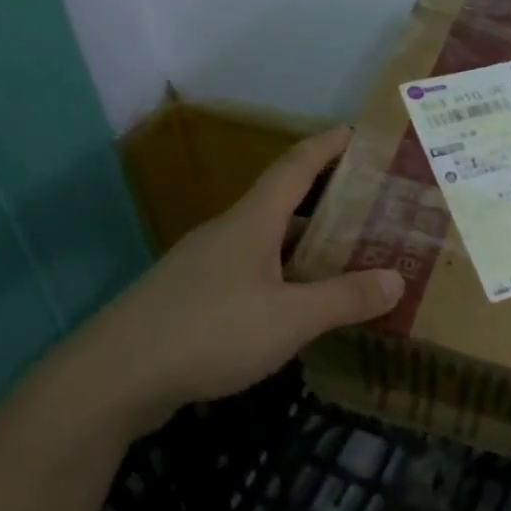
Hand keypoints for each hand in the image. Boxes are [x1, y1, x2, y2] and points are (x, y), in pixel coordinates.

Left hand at [30, 126, 403, 442]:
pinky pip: (248, 275)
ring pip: (264, 244)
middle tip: (370, 211)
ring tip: (344, 259)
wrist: (113, 378)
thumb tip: (397, 279)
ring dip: (303, 246)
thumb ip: (344, 298)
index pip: (295, 167)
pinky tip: (296, 307)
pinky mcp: (189, 299)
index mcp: (251, 222)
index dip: (326, 146)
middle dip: (325, 203)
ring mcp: (202, 267)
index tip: (355, 132)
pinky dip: (280, 279)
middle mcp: (226, 234)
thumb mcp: (290, 318)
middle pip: (281, 205)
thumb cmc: (209, 332)